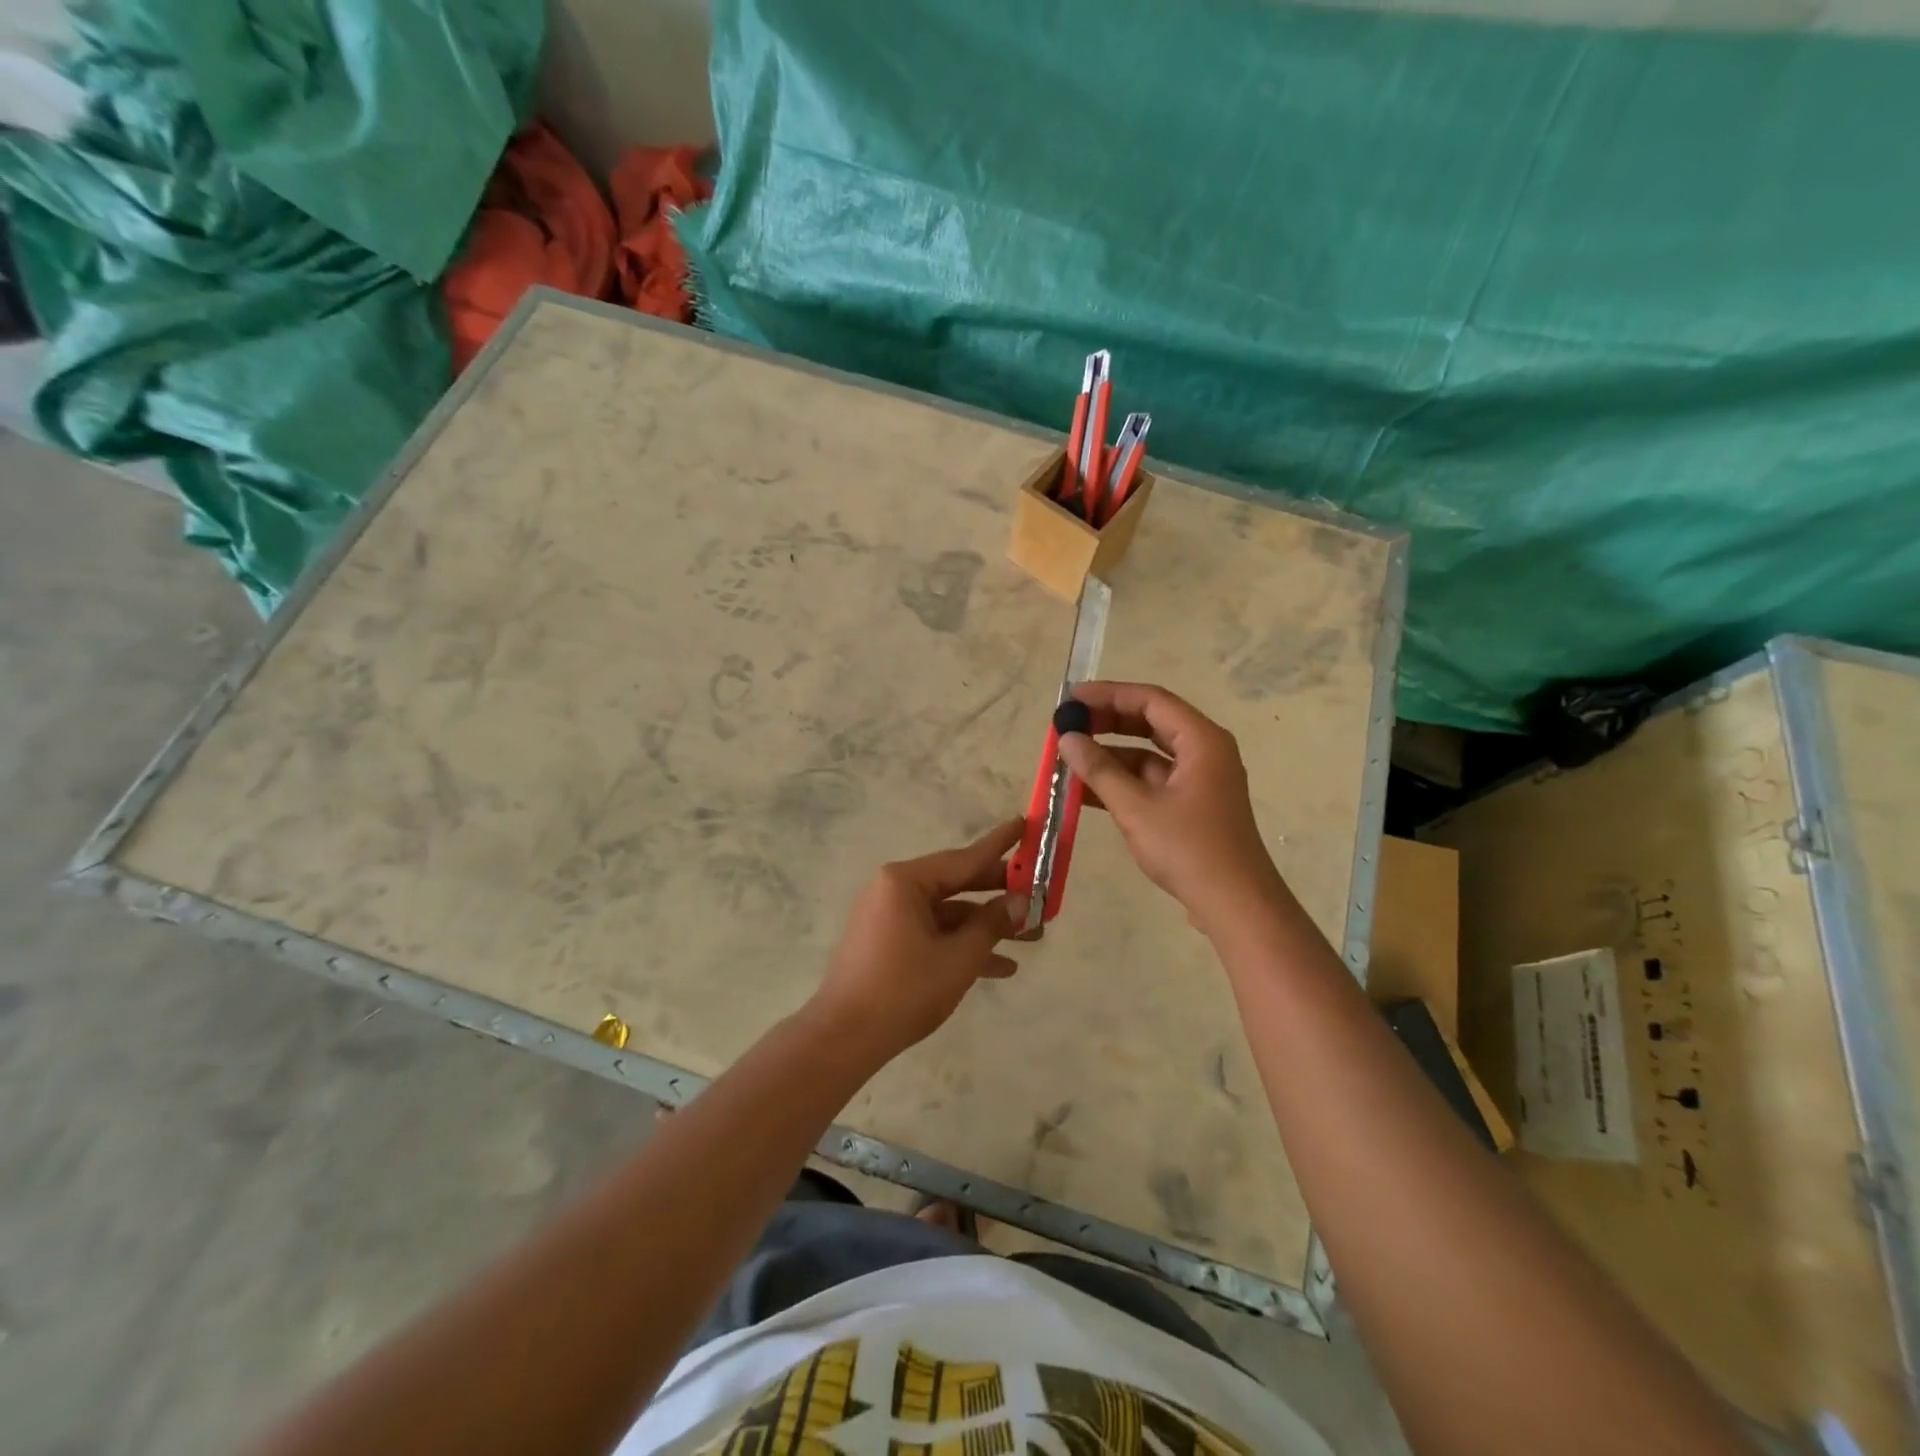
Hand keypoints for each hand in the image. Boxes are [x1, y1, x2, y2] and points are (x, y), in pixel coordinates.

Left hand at [807, 819, 1025, 1060]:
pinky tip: (1002, 967)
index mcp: (906, 881)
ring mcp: (891, 917)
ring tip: (1033, 937)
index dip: (1001, 844)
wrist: (845, 1039)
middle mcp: (896, 890)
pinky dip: (963, 946)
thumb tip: (1021, 901)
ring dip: (987, 926)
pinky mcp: (890, 943)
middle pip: (959, 884)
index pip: (965, 858)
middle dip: (1000, 894)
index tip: (1025, 823)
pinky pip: (934, 934)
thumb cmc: (904, 990)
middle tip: (1040, 892)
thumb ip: (992, 924)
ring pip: (950, 913)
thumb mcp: (959, 958)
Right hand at [1055, 682, 1284, 933]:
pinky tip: (1084, 792)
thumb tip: (1067, 737)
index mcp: (1201, 740)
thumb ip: (1099, 769)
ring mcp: (1199, 780)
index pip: (1150, 700)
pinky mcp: (1192, 806)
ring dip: (1109, 756)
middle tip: (1067, 725)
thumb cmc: (1188, 849)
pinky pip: (1151, 781)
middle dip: (1107, 723)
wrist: (1235, 906)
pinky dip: (1121, 782)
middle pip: (1150, 723)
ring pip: (1148, 755)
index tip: (1071, 700)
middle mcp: (1204, 752)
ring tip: (1068, 759)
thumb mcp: (1136, 807)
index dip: (1108, 695)